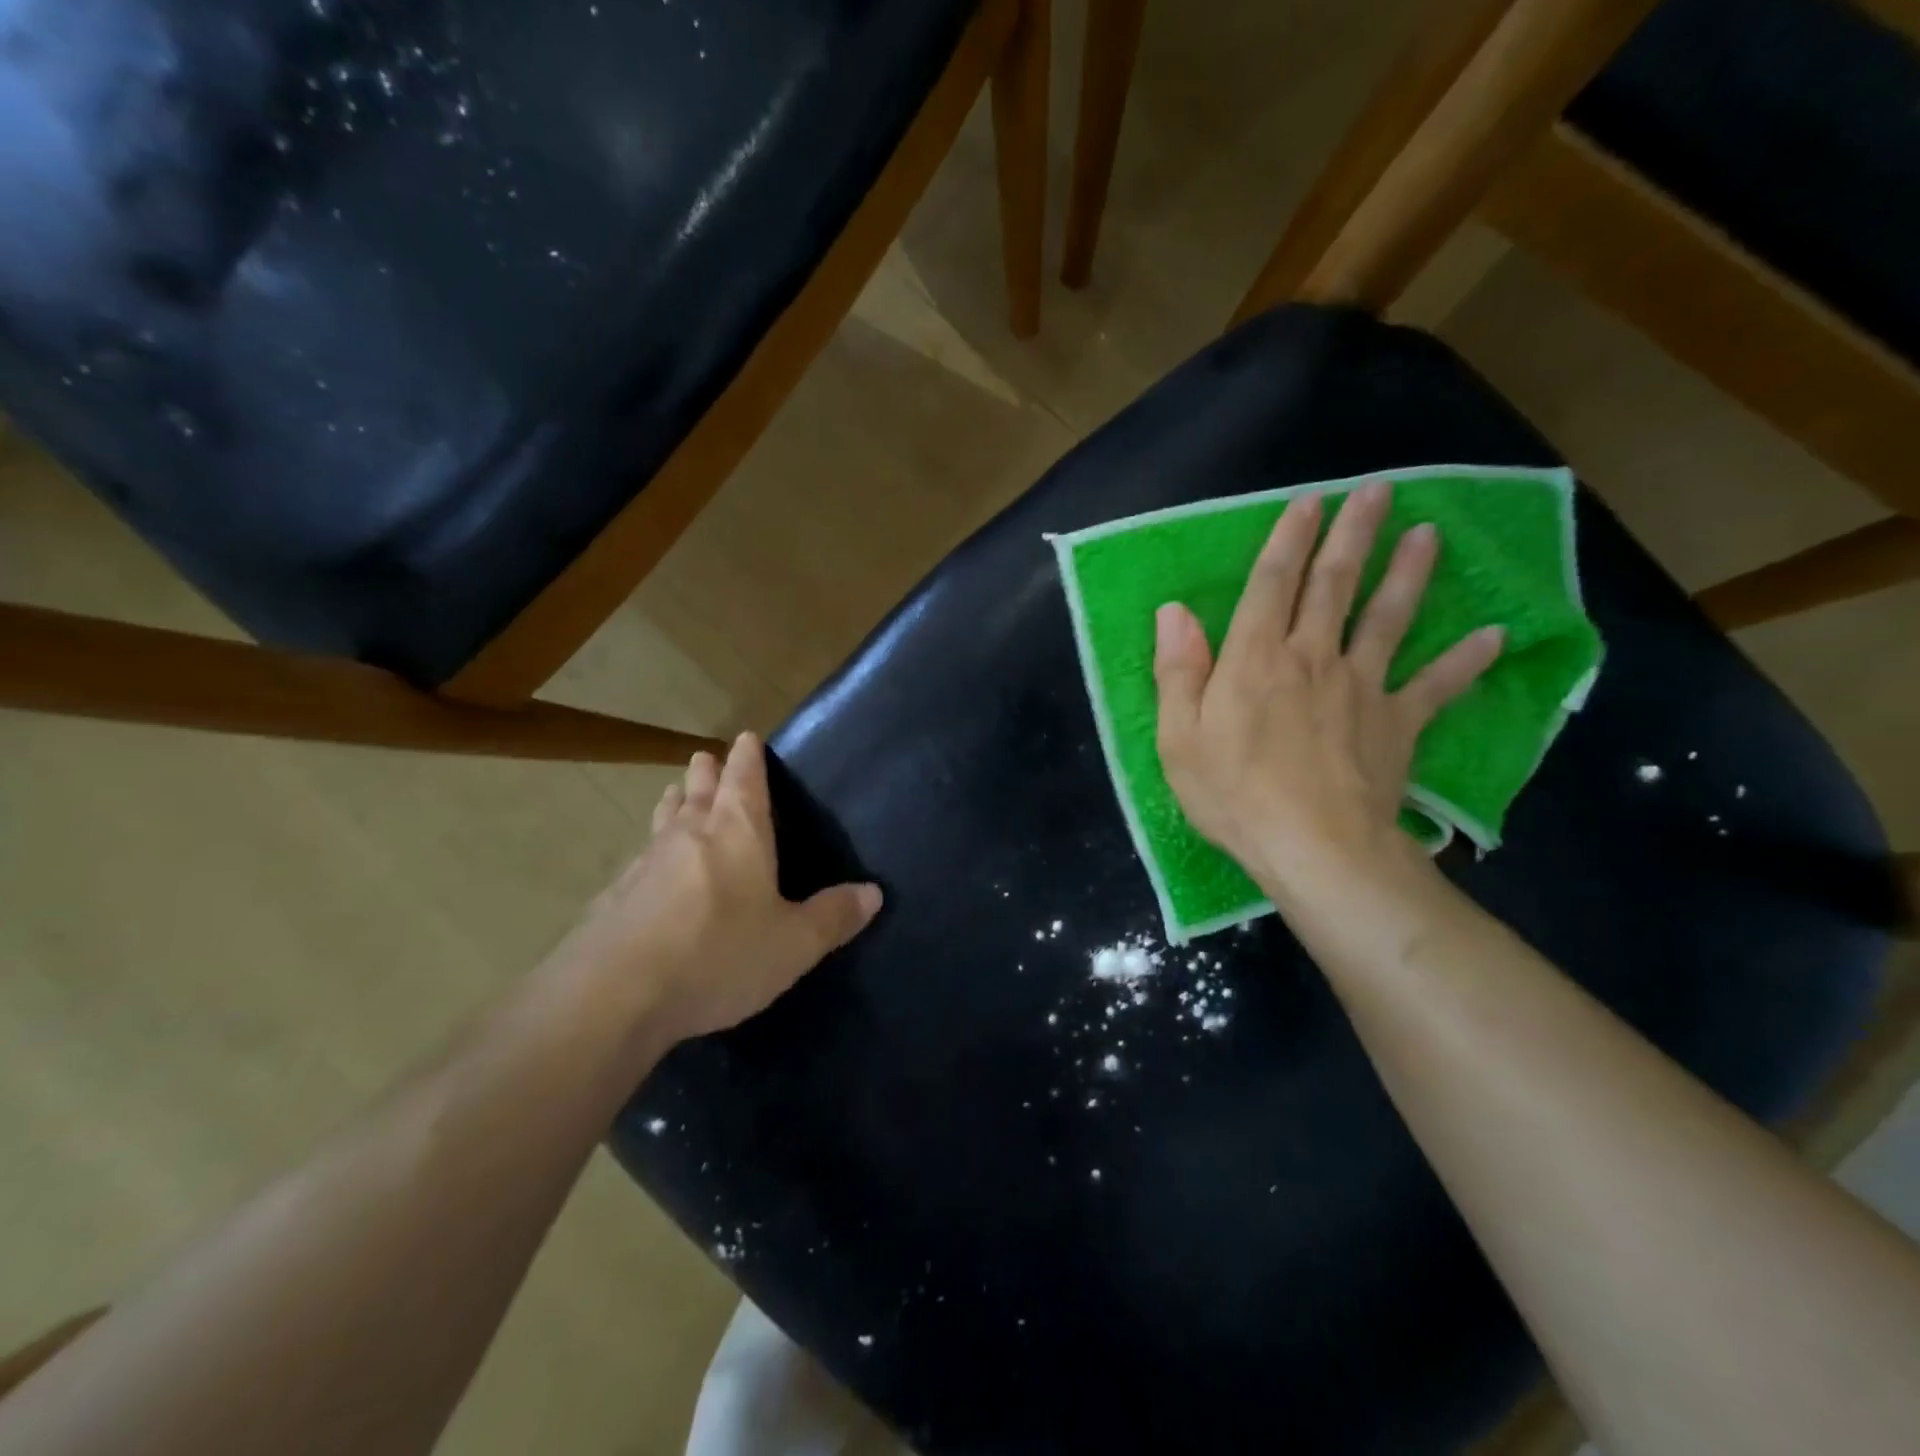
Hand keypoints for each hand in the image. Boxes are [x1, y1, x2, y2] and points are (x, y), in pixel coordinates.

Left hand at [554, 733, 881, 1046]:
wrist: (617, 995)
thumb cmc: (720, 955)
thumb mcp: (793, 944)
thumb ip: (833, 916)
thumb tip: (873, 892)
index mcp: (738, 832)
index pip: (744, 778)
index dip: (748, 757)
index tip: (745, 737)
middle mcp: (691, 834)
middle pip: (699, 790)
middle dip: (707, 772)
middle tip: (706, 757)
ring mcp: (647, 863)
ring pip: (664, 819)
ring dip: (674, 802)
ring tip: (676, 793)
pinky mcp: (615, 896)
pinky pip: (640, 859)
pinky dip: (651, 851)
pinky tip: (647, 869)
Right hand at [1152, 479, 1504, 895]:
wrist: (1314, 848)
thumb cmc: (1233, 794)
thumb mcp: (1179, 737)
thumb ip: (1178, 670)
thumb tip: (1175, 612)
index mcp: (1255, 659)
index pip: (1272, 585)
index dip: (1289, 540)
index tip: (1310, 501)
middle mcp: (1312, 658)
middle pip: (1335, 585)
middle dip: (1354, 534)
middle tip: (1378, 490)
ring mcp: (1362, 688)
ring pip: (1389, 619)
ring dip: (1409, 574)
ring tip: (1429, 534)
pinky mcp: (1399, 723)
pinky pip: (1437, 686)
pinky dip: (1466, 661)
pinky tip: (1495, 635)